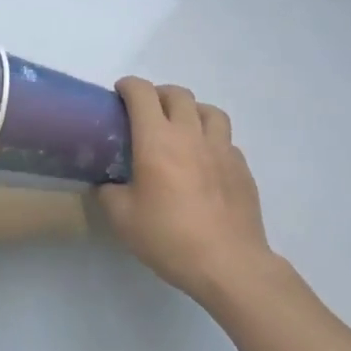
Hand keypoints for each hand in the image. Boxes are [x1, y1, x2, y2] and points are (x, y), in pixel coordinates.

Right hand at [97, 79, 276, 308]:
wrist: (228, 264)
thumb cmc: (168, 236)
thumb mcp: (121, 217)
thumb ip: (109, 191)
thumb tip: (108, 183)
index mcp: (157, 140)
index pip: (143, 94)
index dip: (128, 86)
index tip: (118, 93)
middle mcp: (191, 135)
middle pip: (179, 95)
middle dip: (159, 94)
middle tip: (146, 111)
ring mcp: (222, 150)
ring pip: (210, 111)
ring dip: (191, 111)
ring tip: (180, 127)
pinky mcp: (242, 169)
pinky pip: (225, 140)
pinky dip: (211, 139)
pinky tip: (203, 161)